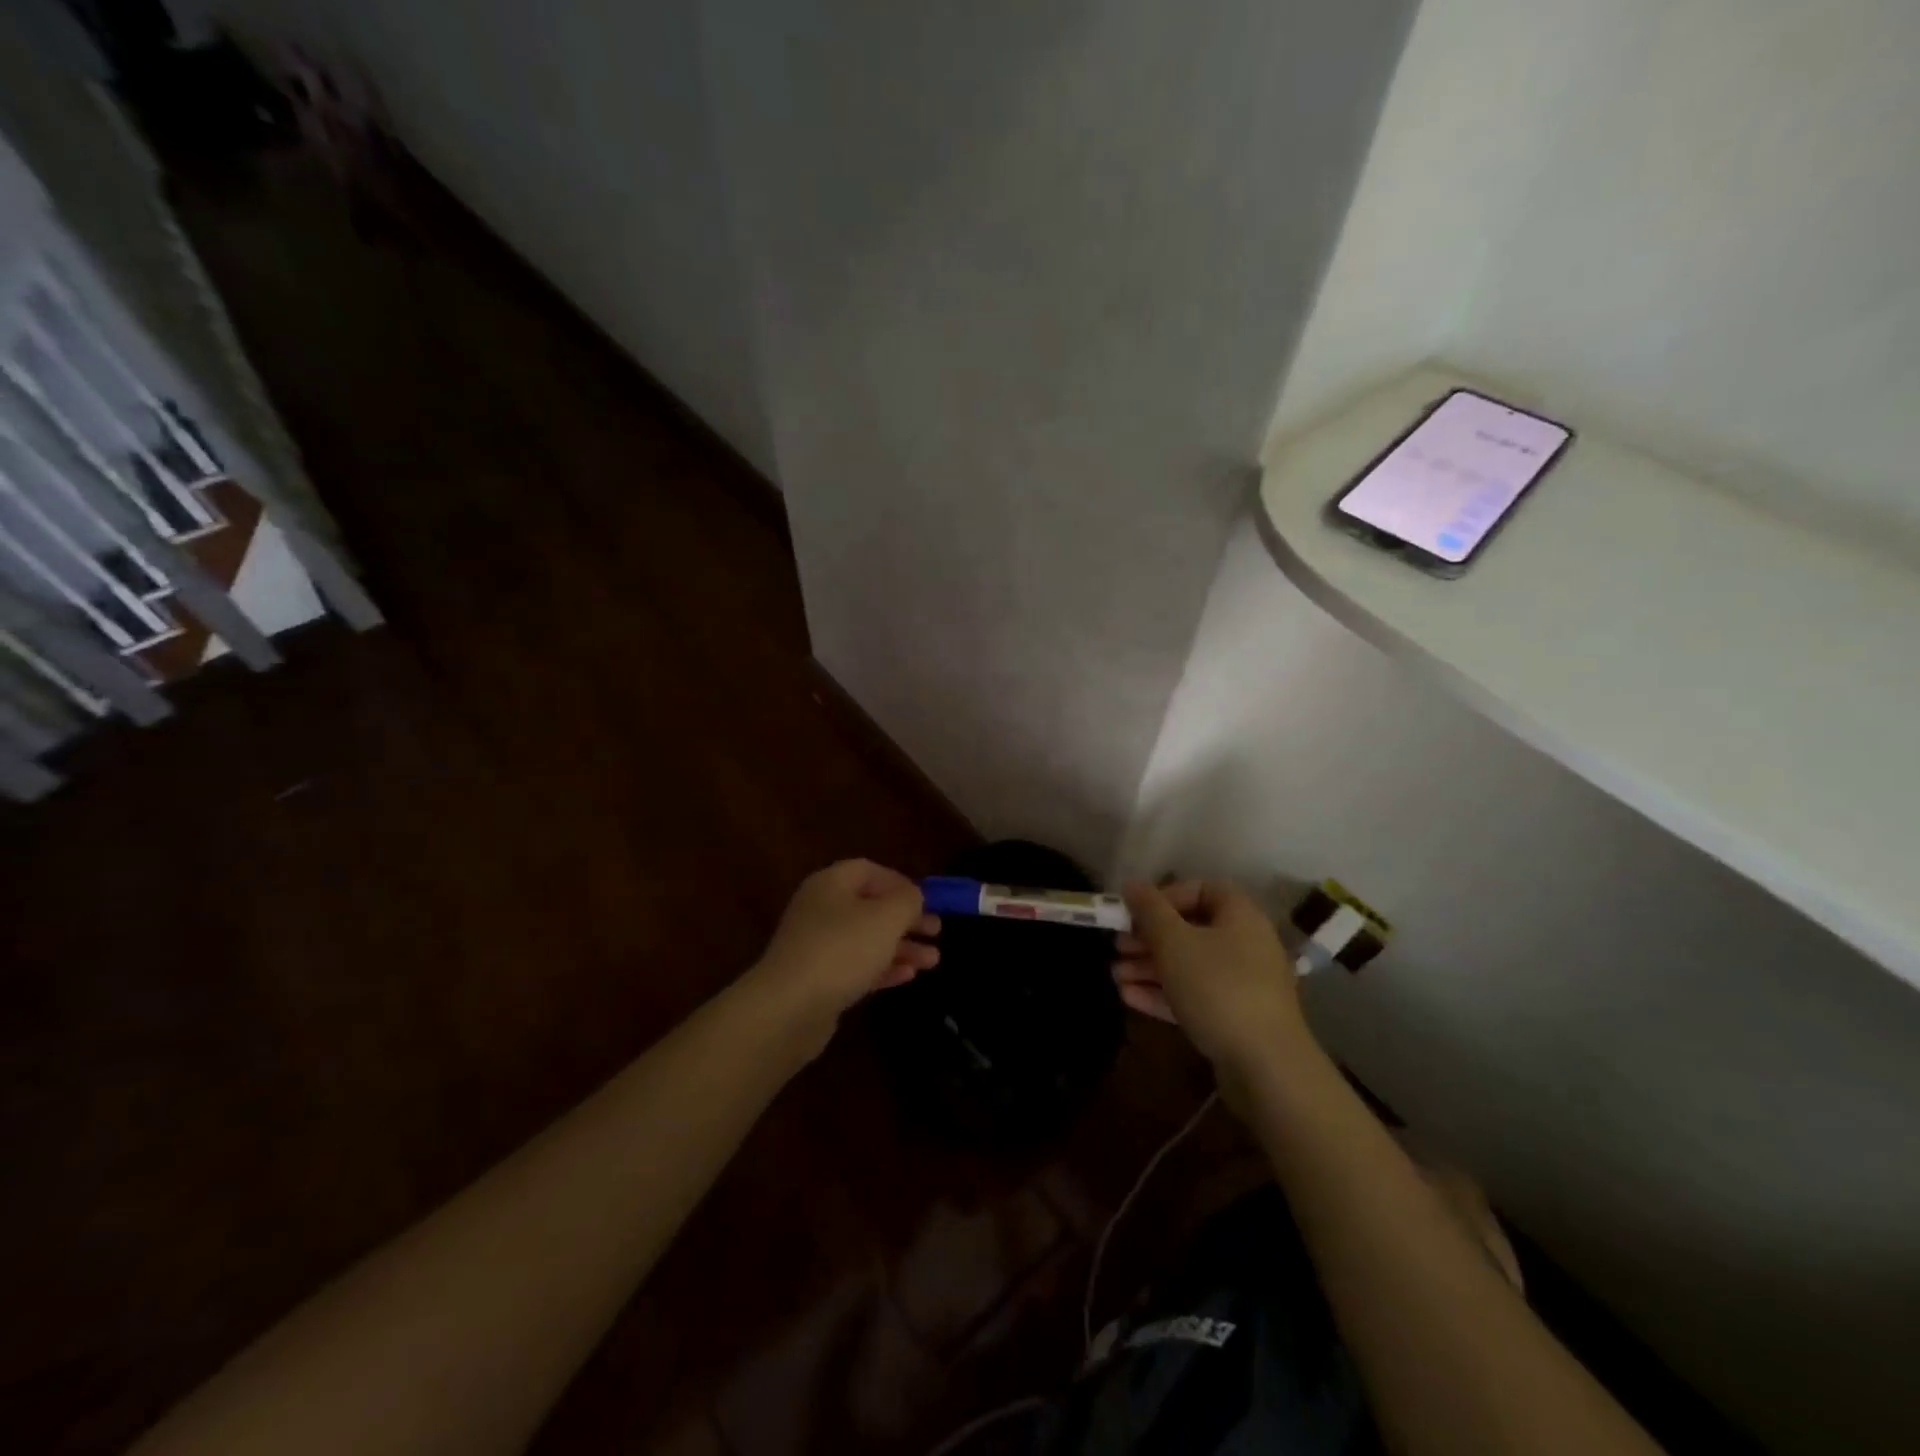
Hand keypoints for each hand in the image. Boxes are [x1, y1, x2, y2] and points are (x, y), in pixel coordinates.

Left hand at [754, 860, 939, 1020]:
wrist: (789, 1008)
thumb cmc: (842, 949)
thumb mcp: (886, 917)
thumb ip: (907, 900)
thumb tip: (912, 896)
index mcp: (831, 884)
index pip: (869, 870)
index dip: (900, 882)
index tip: (927, 900)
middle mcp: (820, 909)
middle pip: (870, 906)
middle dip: (906, 918)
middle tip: (936, 931)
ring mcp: (816, 946)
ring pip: (866, 939)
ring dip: (901, 946)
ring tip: (933, 961)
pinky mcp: (817, 980)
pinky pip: (856, 966)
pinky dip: (883, 968)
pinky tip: (908, 976)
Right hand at [1113, 880, 1309, 1074]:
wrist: (1265, 1066)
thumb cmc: (1217, 987)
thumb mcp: (1174, 942)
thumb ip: (1149, 910)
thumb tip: (1131, 884)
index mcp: (1240, 915)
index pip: (1201, 889)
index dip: (1165, 896)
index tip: (1136, 912)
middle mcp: (1246, 943)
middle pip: (1190, 929)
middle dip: (1149, 938)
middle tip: (1117, 947)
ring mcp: (1243, 983)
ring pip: (1189, 964)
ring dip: (1150, 967)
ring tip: (1114, 976)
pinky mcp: (1235, 1017)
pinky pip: (1195, 994)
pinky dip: (1164, 992)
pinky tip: (1129, 996)